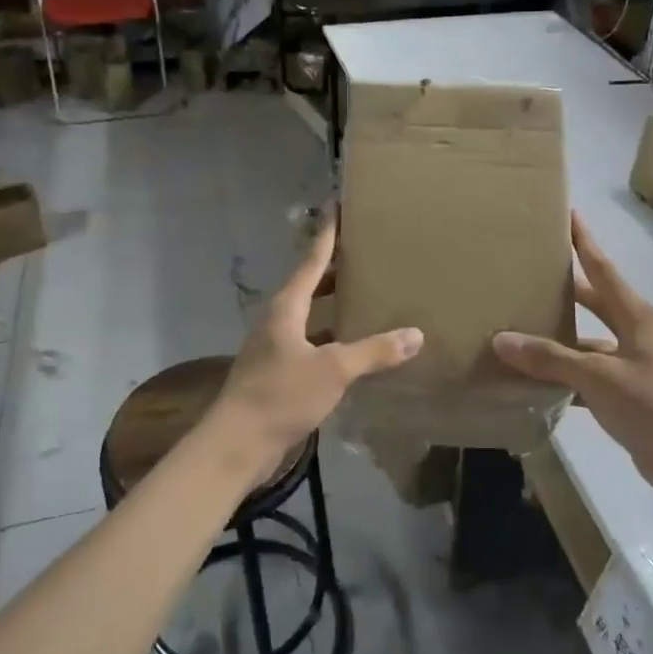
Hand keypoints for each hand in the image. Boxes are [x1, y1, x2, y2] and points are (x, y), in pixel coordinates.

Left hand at [212, 215, 422, 479]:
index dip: (327, 236)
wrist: (237, 444)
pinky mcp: (277, 374)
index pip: (310, 261)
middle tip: (364, 256)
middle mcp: (277, 321)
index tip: (337, 209)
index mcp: (286, 308)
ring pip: (309, 317)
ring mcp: (274, 349)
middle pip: (308, 286)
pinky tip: (352, 349)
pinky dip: (331, 339)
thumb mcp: (333, 370)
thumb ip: (374, 351)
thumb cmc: (281, 395)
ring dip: (332, 307)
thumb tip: (415, 334)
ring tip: (363, 297)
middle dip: (334, 271)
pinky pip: (309, 344)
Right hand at [493, 213, 652, 510]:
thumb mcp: (599, 377)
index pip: (602, 267)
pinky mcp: (628, 392)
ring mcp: (633, 363)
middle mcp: (636, 331)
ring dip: (559, 336)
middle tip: (529, 269)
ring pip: (588, 340)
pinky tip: (534, 379)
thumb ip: (551, 358)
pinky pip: (588, 373)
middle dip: (565, 285)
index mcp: (636, 315)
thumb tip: (502, 340)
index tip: (566, 213)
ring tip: (519, 326)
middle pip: (594, 299)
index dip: (584, 240)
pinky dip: (564, 374)